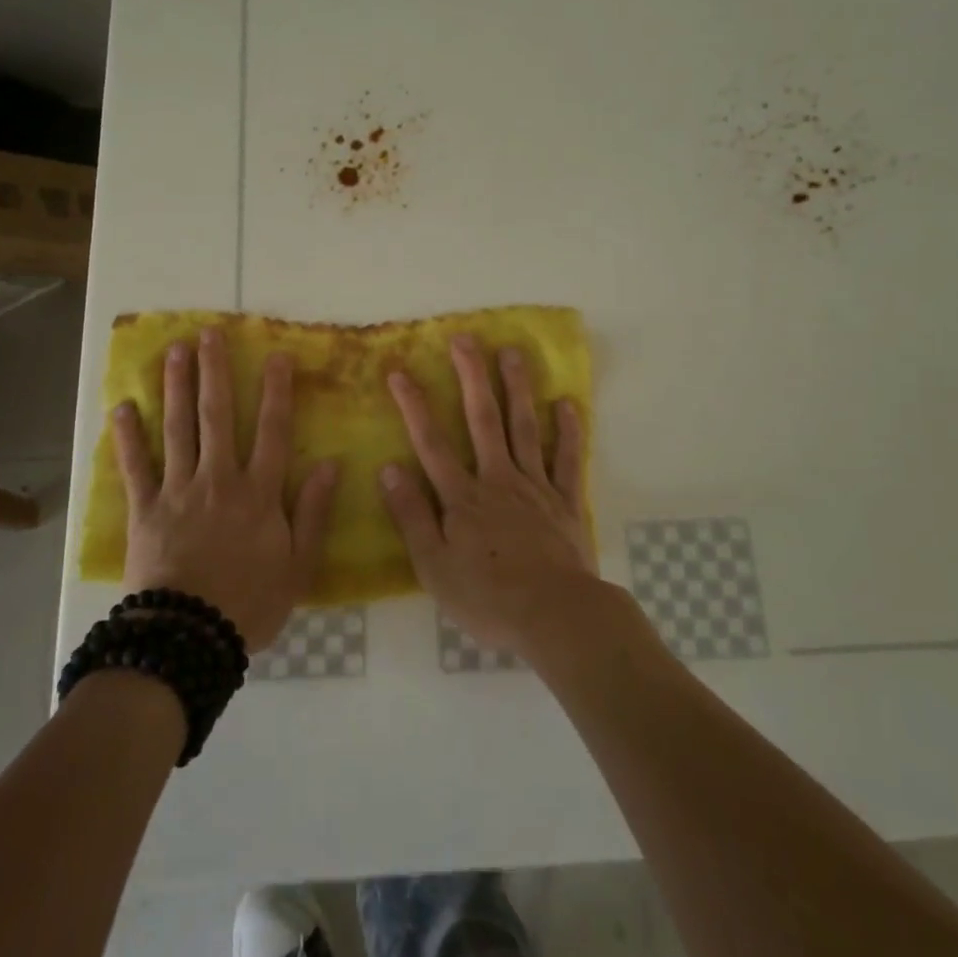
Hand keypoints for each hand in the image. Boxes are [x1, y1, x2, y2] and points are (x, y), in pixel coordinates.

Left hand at [112, 327, 339, 651]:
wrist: (189, 638)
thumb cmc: (250, 603)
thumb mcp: (299, 566)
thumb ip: (314, 513)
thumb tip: (330, 464)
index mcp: (258, 493)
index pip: (272, 431)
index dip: (275, 391)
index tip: (276, 355)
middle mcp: (218, 480)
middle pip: (217, 416)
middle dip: (215, 372)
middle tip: (209, 334)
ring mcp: (178, 491)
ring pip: (177, 429)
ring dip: (176, 387)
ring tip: (174, 351)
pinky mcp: (144, 509)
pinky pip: (134, 467)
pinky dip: (127, 437)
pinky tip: (121, 407)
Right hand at [380, 333, 593, 652]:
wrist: (555, 617)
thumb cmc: (488, 597)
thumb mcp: (433, 566)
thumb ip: (412, 516)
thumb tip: (389, 468)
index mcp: (462, 497)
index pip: (431, 443)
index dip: (413, 406)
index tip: (399, 371)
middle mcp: (498, 480)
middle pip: (483, 420)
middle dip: (471, 377)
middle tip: (465, 339)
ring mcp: (536, 487)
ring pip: (525, 428)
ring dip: (518, 388)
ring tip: (513, 352)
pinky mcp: (567, 502)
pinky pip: (568, 461)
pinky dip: (568, 432)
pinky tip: (567, 404)